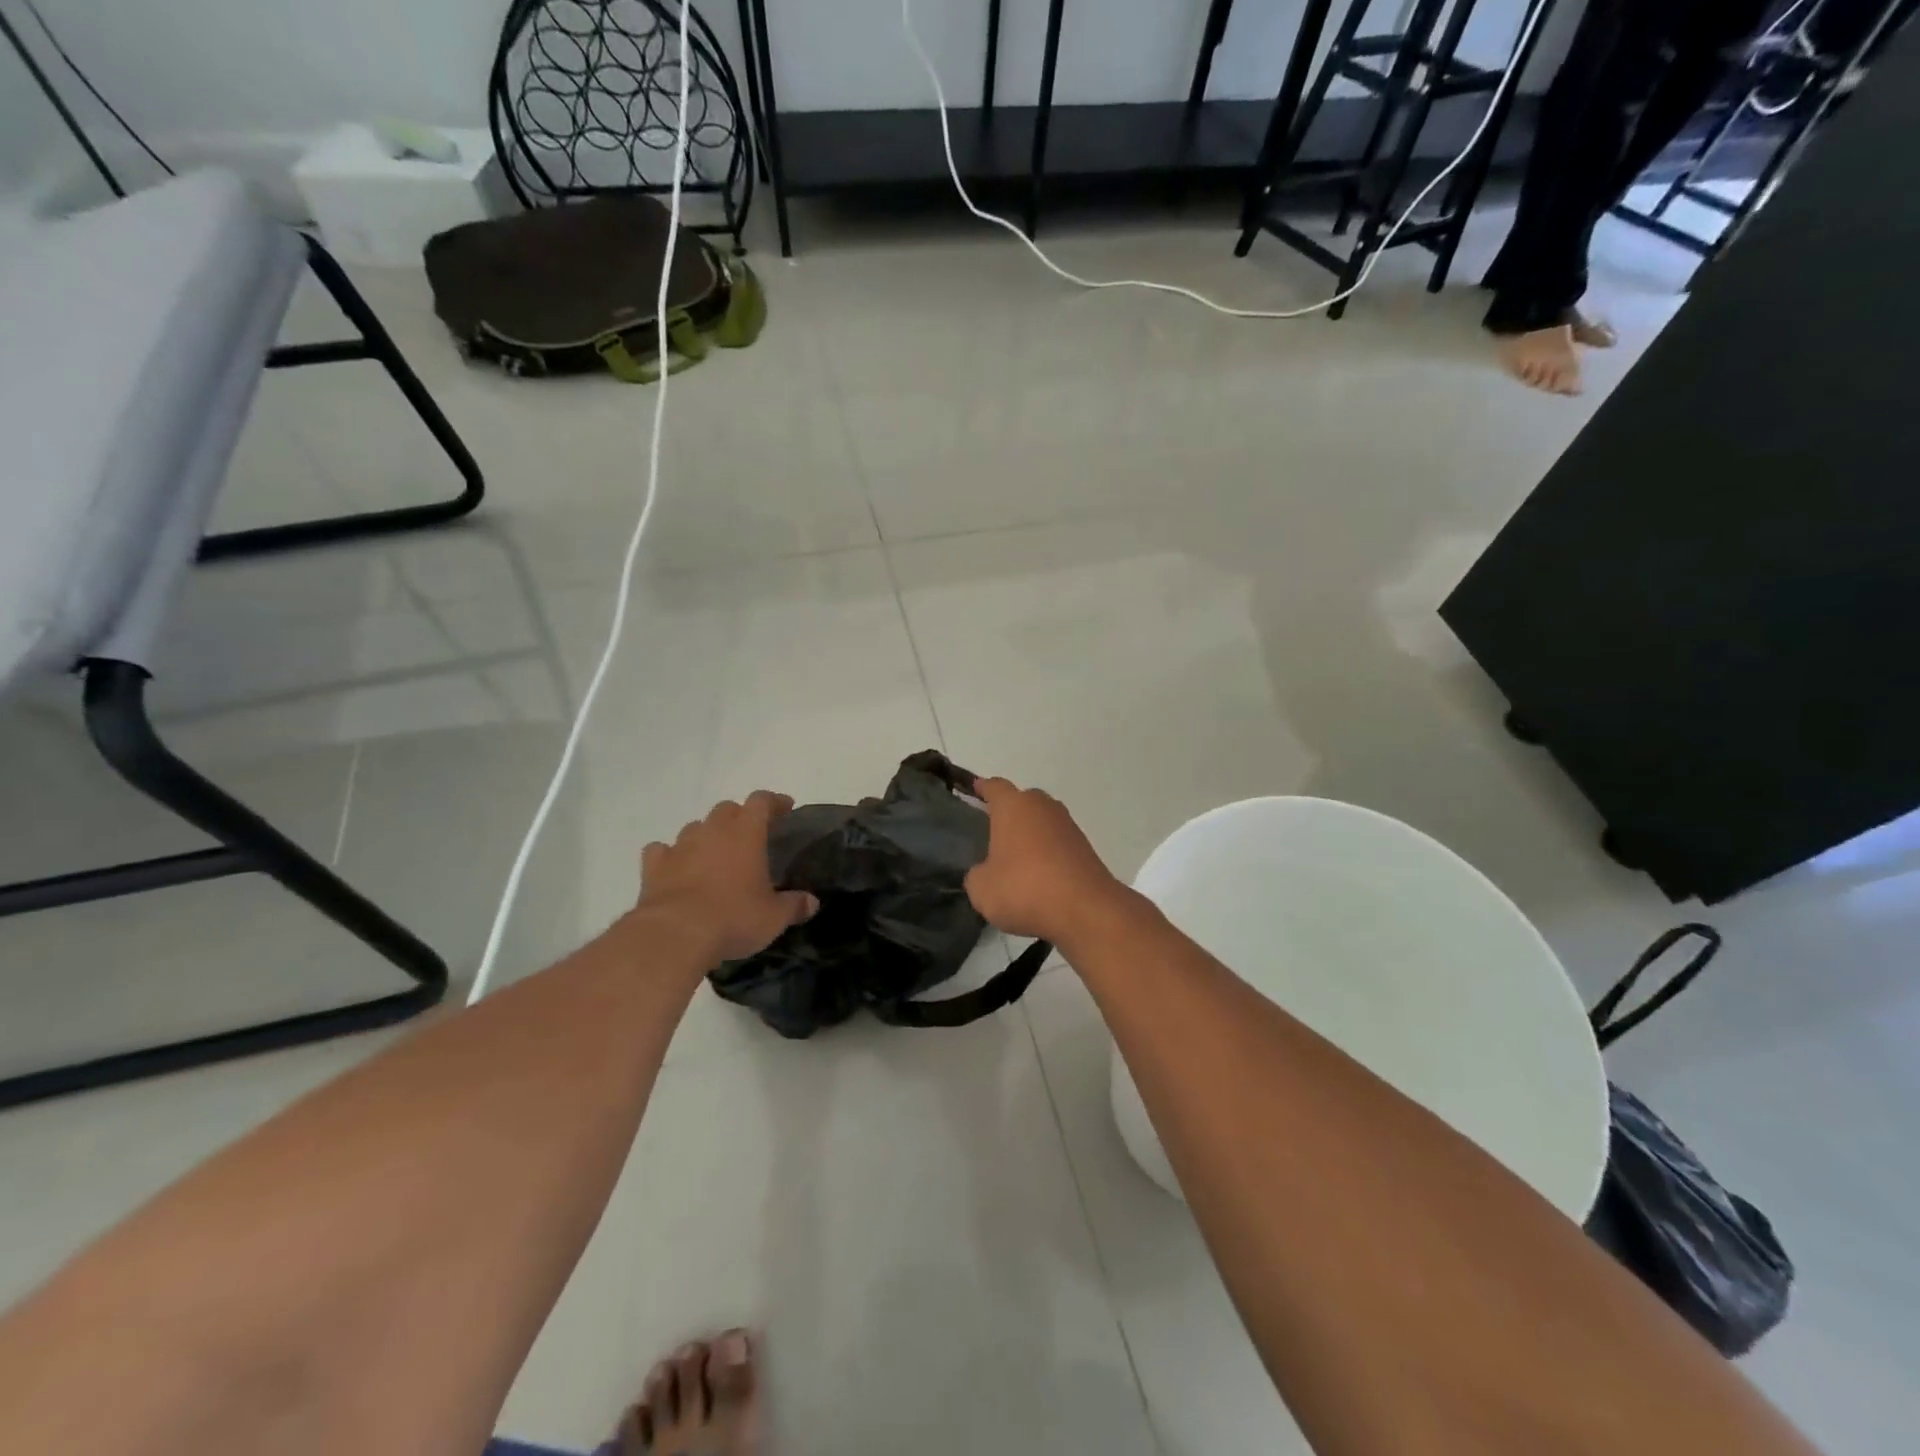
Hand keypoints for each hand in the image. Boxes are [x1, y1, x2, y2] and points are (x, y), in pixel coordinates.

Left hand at [639, 792, 817, 963]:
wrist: (675, 934)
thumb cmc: (733, 918)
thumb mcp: (774, 917)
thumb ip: (794, 906)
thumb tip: (812, 903)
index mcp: (746, 833)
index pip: (762, 801)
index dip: (774, 802)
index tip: (785, 809)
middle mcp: (713, 831)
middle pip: (726, 809)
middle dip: (739, 817)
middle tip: (749, 836)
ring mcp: (680, 846)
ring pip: (695, 827)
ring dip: (706, 835)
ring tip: (714, 855)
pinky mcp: (654, 866)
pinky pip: (661, 851)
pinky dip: (670, 856)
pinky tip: (676, 868)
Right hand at [963, 778, 1132, 946]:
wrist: (1085, 910)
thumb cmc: (1024, 888)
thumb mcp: (981, 889)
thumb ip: (977, 874)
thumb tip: (986, 871)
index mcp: (1013, 806)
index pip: (994, 787)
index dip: (983, 788)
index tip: (974, 790)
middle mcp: (1043, 807)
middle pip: (1022, 801)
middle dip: (1009, 814)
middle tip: (992, 835)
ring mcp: (1068, 826)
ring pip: (1043, 822)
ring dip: (1031, 835)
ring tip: (1015, 860)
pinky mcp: (1086, 848)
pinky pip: (1058, 844)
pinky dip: (1048, 854)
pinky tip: (1039, 877)